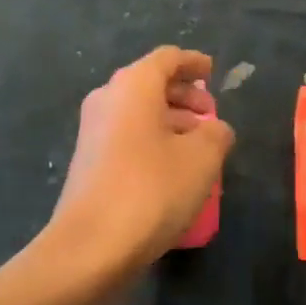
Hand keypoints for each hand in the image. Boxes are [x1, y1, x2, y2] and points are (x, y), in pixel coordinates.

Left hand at [45, 47, 234, 274]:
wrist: (90, 246)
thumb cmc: (151, 189)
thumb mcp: (201, 159)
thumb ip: (217, 134)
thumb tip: (216, 129)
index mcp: (133, 85)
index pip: (167, 58)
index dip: (193, 62)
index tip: (213, 72)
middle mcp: (108, 98)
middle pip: (151, 83)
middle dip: (184, 95)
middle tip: (211, 115)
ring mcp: (93, 130)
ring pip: (139, 111)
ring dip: (171, 120)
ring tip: (200, 145)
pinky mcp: (88, 160)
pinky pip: (127, 134)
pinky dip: (153, 139)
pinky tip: (174, 168)